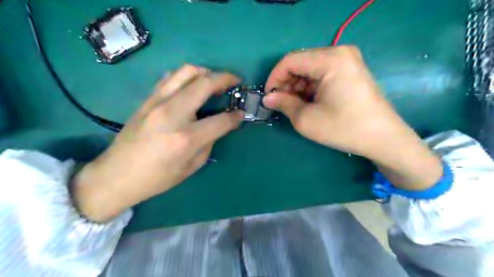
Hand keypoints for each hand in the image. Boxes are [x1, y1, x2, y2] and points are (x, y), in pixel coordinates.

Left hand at [72, 64, 244, 221]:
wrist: (117, 174)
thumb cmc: (157, 178)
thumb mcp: (192, 167)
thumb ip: (209, 142)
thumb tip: (221, 124)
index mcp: (186, 138)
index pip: (221, 120)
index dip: (235, 116)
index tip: (241, 113)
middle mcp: (173, 114)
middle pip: (205, 84)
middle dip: (225, 79)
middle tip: (235, 82)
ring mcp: (157, 102)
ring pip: (187, 72)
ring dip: (206, 72)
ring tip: (214, 81)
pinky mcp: (148, 99)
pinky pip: (171, 77)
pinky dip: (187, 77)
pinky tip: (192, 86)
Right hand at [264, 46, 441, 191]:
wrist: (383, 139)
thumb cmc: (344, 128)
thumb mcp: (307, 119)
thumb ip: (283, 104)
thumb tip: (267, 98)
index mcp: (330, 59)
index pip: (290, 60)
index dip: (274, 78)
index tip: (268, 97)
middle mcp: (340, 52)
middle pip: (300, 63)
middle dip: (286, 83)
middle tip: (281, 104)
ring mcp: (348, 60)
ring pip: (310, 69)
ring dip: (297, 86)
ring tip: (294, 106)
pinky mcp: (351, 70)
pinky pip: (322, 73)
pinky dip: (310, 87)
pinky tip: (309, 102)